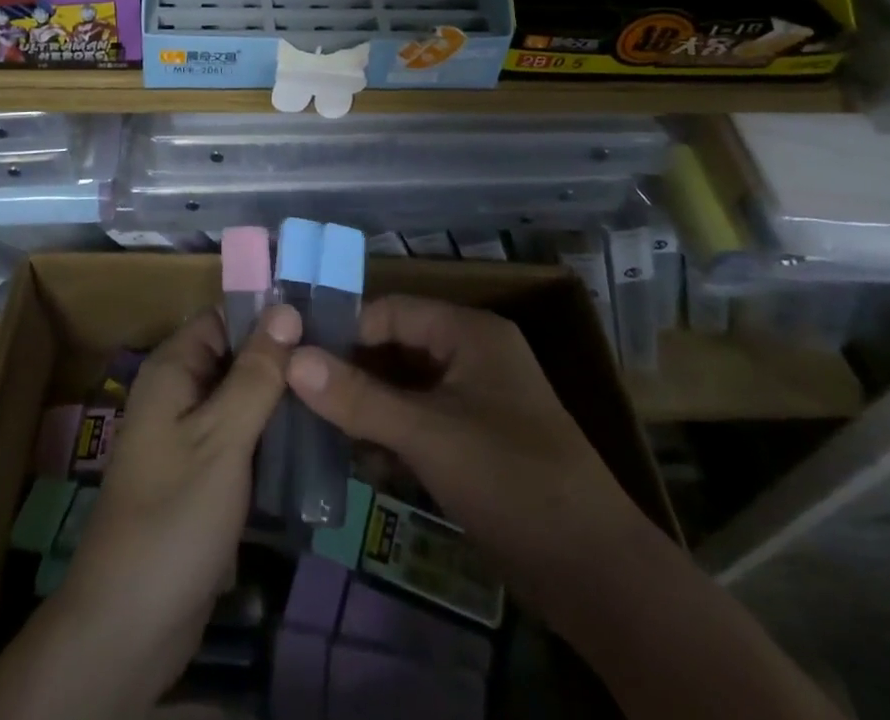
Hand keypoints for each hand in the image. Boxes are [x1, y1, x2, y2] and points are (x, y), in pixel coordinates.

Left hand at [0, 305, 300, 719]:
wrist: (129, 625)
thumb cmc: (175, 515)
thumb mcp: (223, 437)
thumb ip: (256, 373)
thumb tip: (287, 308)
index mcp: (173, 369)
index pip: (224, 318)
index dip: (268, 315)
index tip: (322, 318)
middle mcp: (178, 393)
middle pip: (236, 358)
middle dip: (282, 361)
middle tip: (341, 362)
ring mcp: (189, 437)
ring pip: (243, 400)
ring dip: (281, 402)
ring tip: (338, 398)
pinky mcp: (202, 476)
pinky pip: (241, 439)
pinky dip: (271, 438)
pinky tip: (315, 443)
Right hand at [285, 295, 646, 622]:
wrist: (597, 576)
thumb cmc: (512, 481)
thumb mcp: (428, 435)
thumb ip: (358, 397)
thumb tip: (292, 358)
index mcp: (468, 332)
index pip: (389, 312)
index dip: (344, 332)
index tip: (295, 359)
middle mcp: (471, 355)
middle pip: (395, 349)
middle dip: (351, 374)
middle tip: (298, 399)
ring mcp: (475, 401)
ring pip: (404, 389)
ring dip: (367, 409)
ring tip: (318, 431)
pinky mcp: (475, 443)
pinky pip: (420, 423)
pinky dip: (391, 437)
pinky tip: (359, 463)